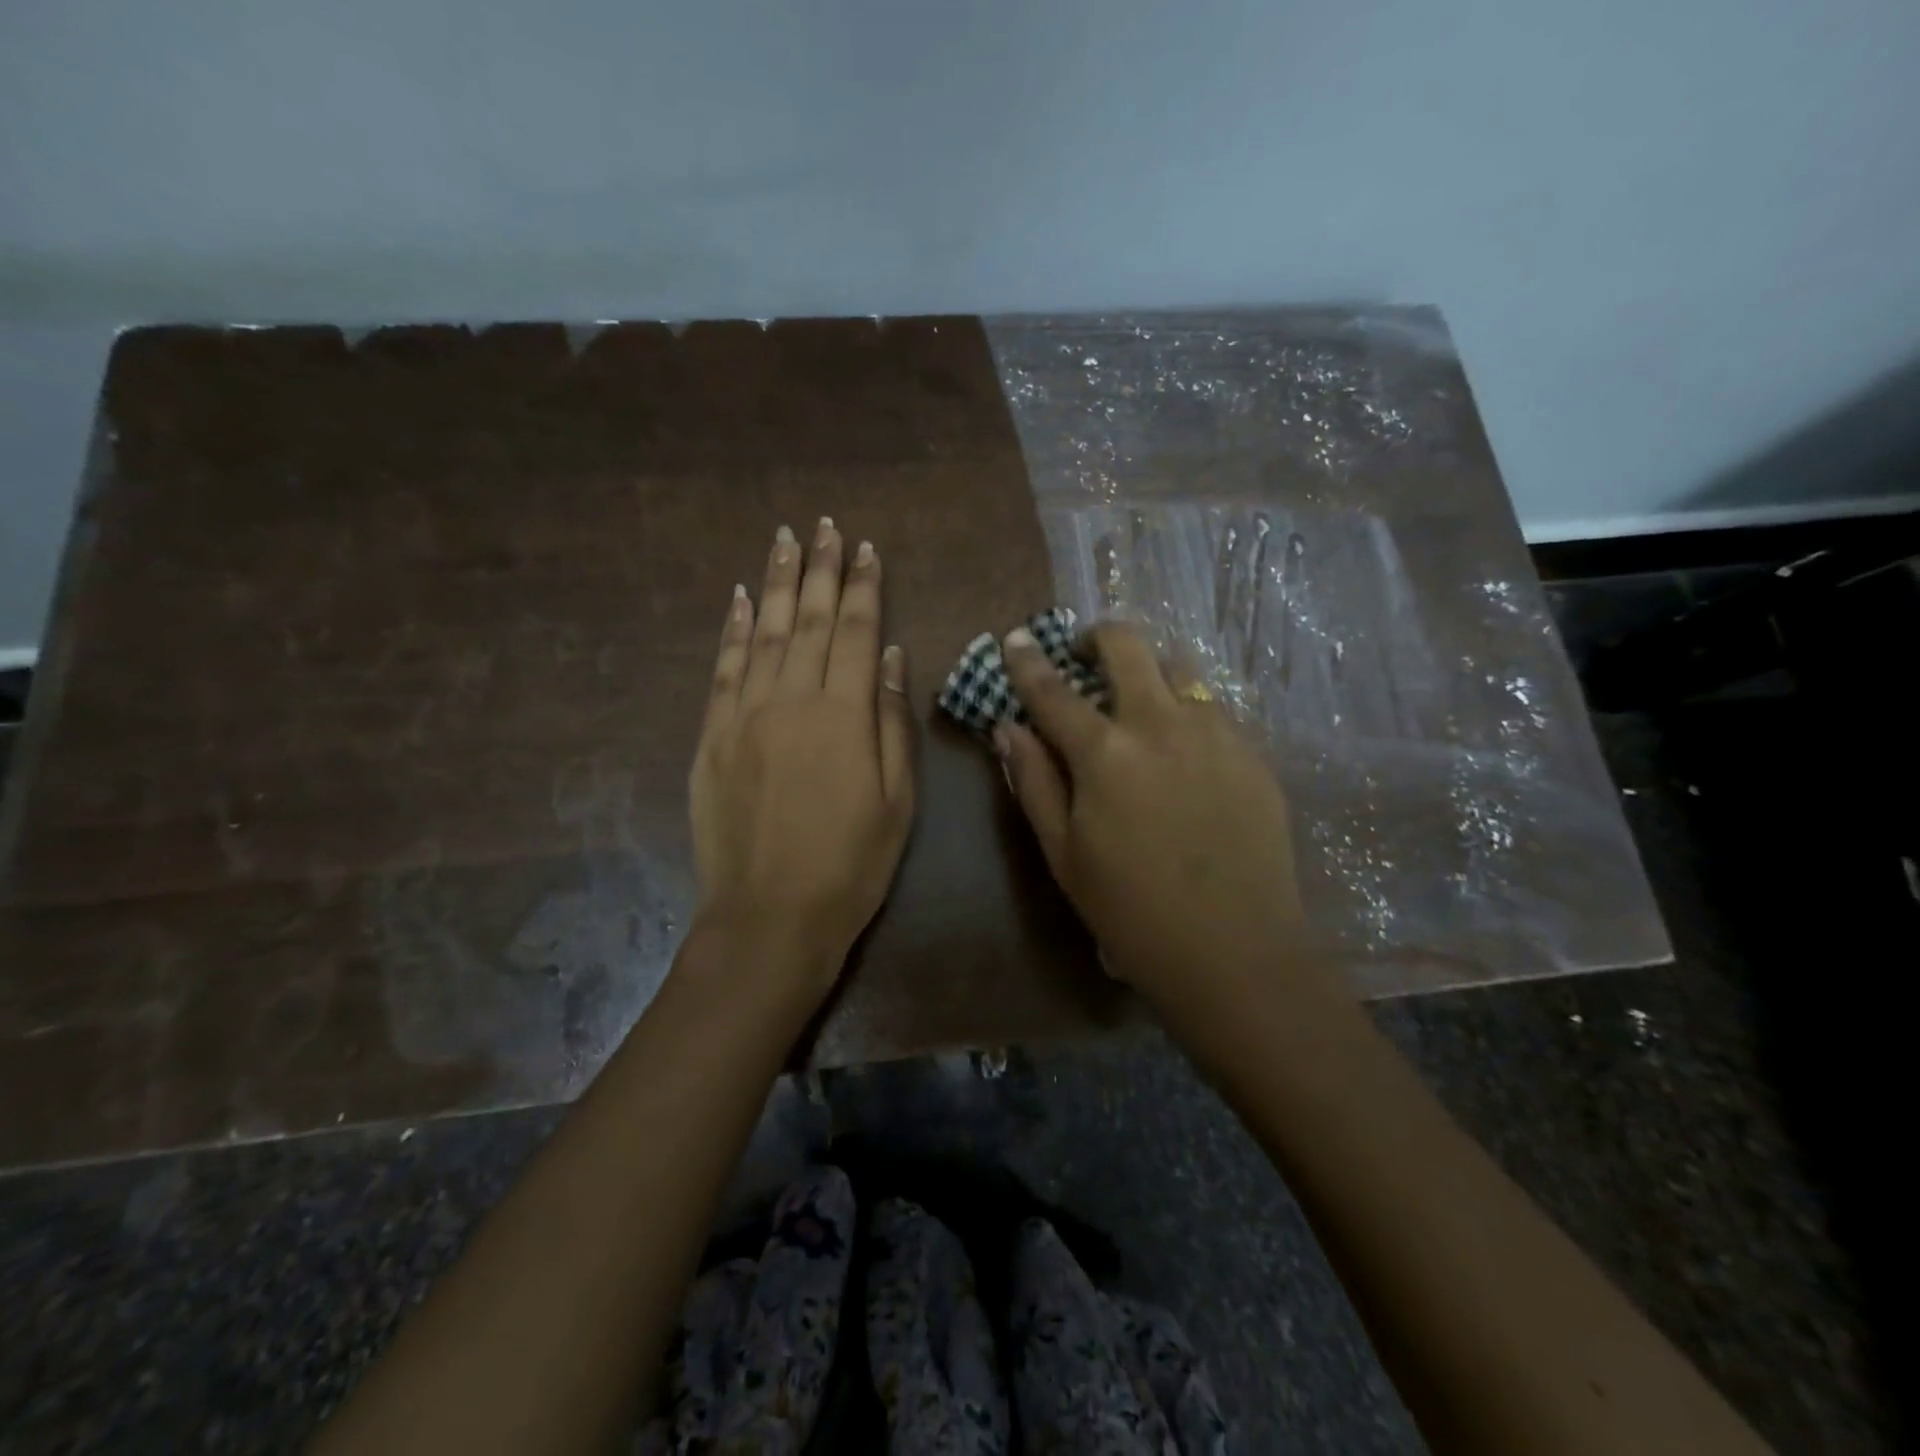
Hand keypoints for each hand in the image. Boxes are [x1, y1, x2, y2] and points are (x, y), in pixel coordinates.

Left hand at [688, 518, 915, 1001]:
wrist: (770, 917)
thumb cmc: (850, 865)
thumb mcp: (897, 800)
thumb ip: (892, 722)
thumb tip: (892, 657)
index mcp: (845, 715)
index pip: (856, 632)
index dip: (863, 587)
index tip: (865, 548)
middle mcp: (793, 700)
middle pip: (810, 620)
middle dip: (820, 568)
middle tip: (823, 526)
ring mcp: (745, 715)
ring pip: (766, 633)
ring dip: (778, 583)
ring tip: (784, 540)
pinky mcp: (712, 737)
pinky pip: (724, 669)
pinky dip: (734, 629)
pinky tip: (742, 599)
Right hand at [996, 622, 1307, 1007]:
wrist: (1236, 951)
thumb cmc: (1131, 911)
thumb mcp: (1064, 854)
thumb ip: (1034, 782)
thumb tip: (1009, 728)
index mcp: (1105, 753)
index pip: (1053, 690)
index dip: (1028, 660)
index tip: (1016, 638)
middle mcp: (1161, 724)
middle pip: (1128, 646)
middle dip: (1099, 637)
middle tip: (1086, 657)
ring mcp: (1216, 734)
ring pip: (1179, 668)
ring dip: (1149, 672)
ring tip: (1139, 704)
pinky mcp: (1253, 754)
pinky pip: (1213, 709)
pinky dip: (1186, 710)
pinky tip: (1184, 750)